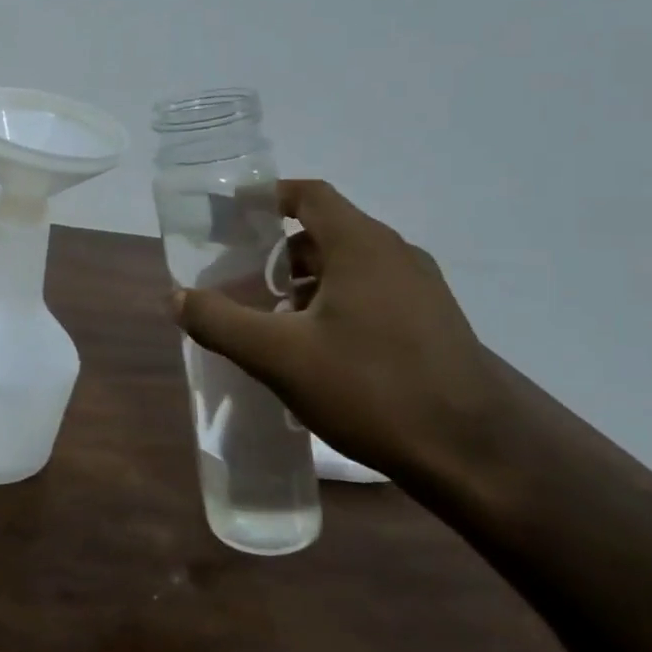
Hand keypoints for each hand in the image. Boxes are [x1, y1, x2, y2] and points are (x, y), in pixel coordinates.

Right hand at [172, 179, 504, 480]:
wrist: (475, 456)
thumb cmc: (372, 389)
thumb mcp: (278, 356)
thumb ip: (219, 321)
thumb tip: (175, 296)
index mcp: (362, 246)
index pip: (308, 195)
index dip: (264, 198)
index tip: (227, 217)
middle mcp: (395, 256)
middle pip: (323, 231)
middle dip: (273, 250)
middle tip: (234, 276)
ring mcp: (420, 290)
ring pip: (346, 266)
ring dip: (301, 281)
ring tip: (264, 315)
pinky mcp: (431, 324)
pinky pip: (368, 293)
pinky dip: (329, 302)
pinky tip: (309, 346)